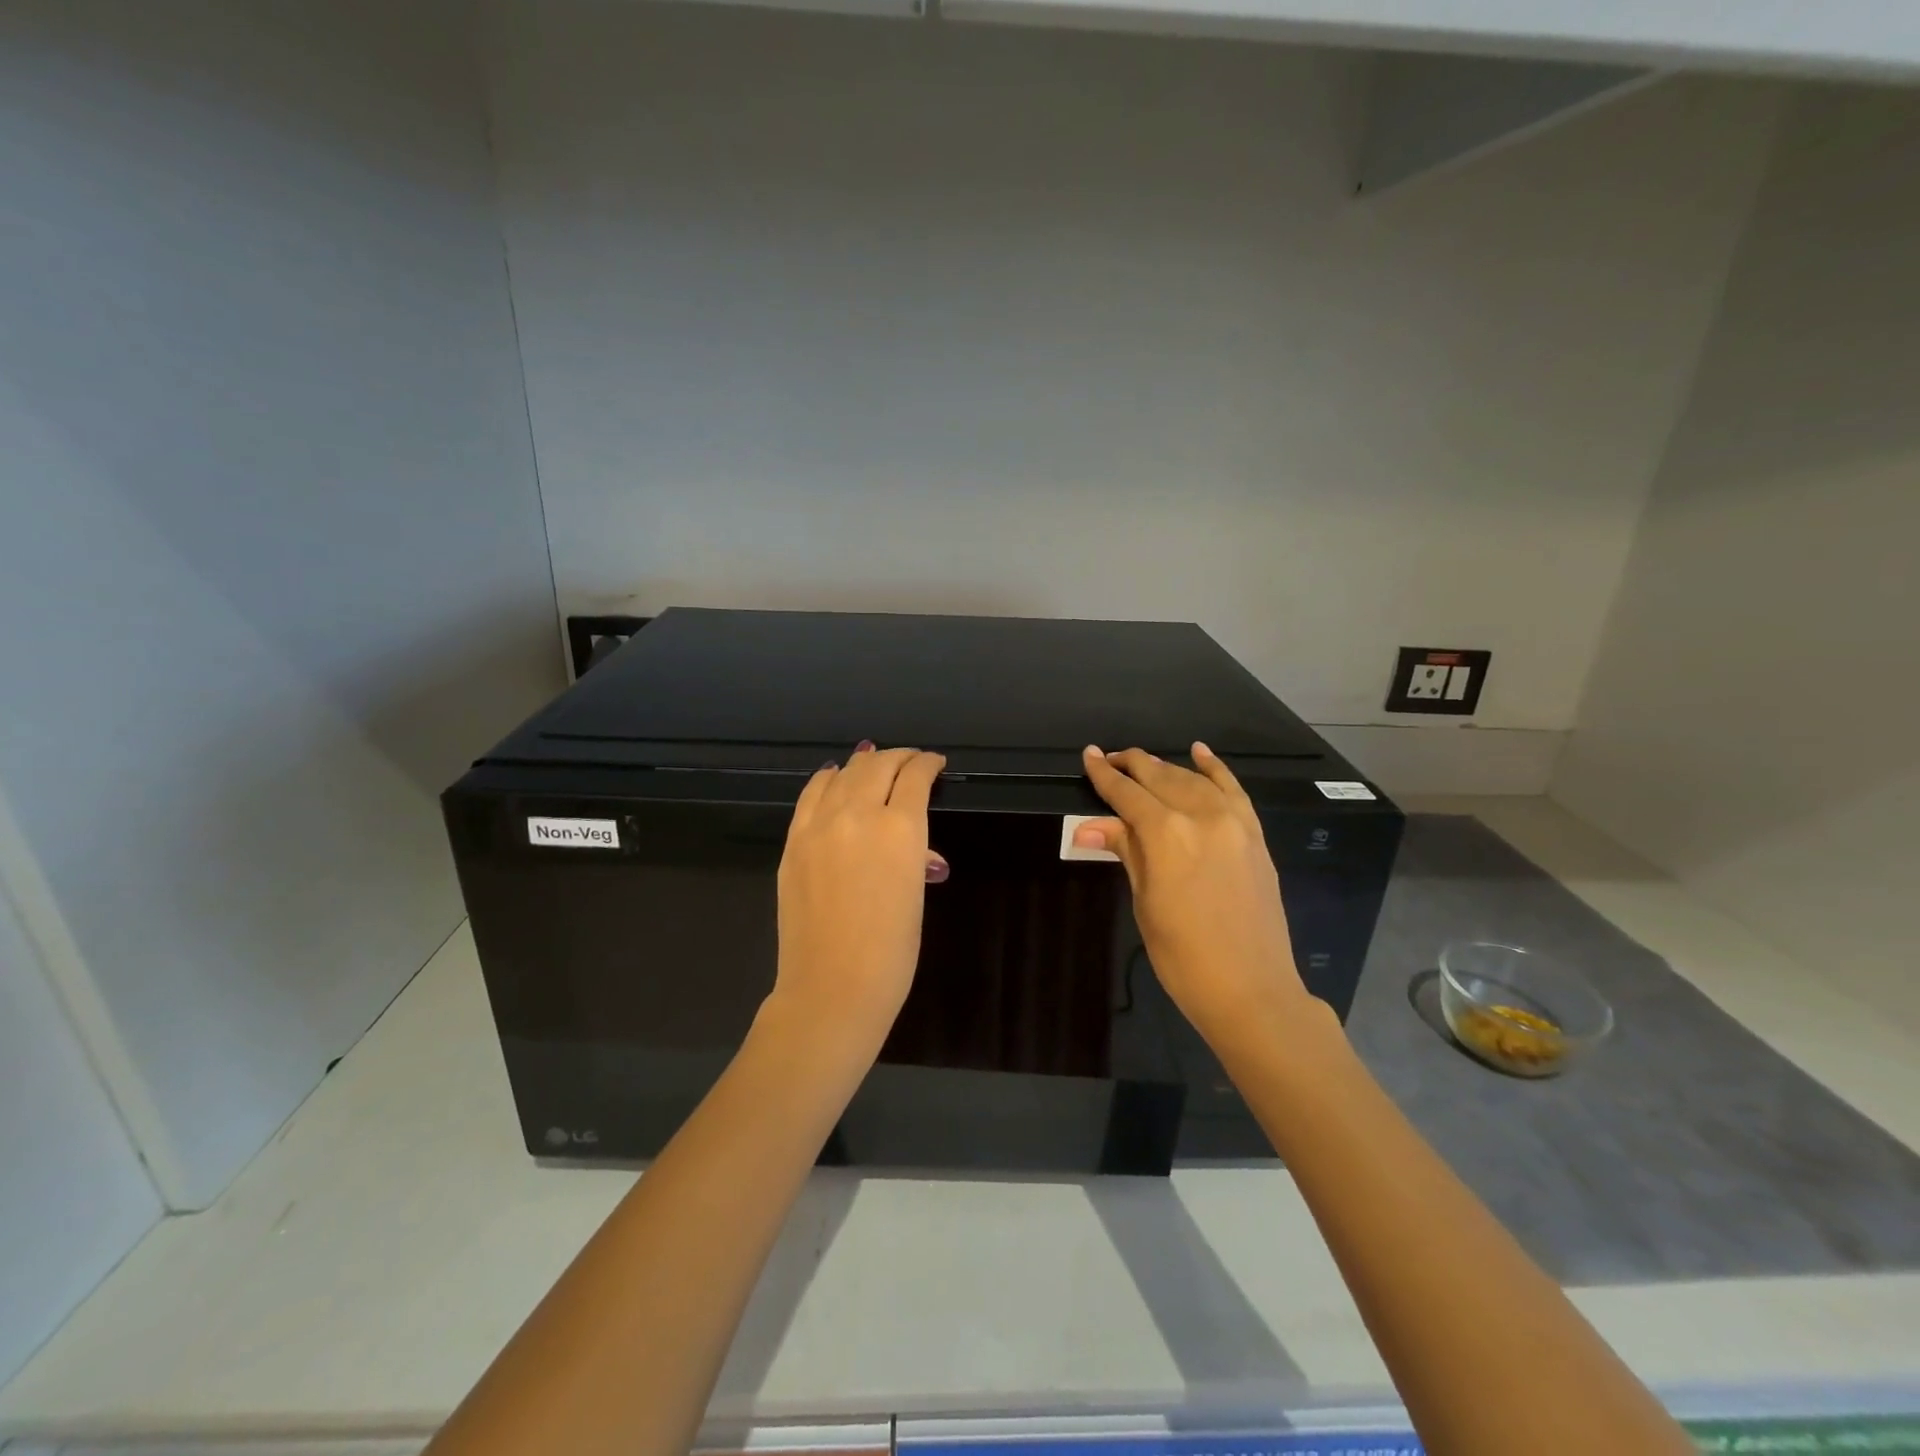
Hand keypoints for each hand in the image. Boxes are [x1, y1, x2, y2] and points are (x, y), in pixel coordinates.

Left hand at [770, 743, 946, 1048]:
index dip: (927, 764)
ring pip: (843, 774)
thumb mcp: (915, 895)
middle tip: (910, 761)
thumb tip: (913, 846)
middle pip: (878, 766)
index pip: (915, 778)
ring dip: (864, 764)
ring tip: (874, 762)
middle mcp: (859, 814)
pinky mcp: (794, 841)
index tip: (935, 763)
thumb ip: (912, 856)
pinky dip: (827, 779)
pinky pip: (811, 795)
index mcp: (900, 829)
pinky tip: (834, 776)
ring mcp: (820, 826)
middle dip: (899, 758)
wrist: (832, 987)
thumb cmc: (891, 951)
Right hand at [1075, 743, 1312, 1050]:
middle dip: (1131, 765)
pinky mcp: (1255, 835)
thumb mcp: (1145, 902)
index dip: (1104, 774)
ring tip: (1142, 762)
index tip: (1088, 755)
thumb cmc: (1183, 956)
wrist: (1251, 989)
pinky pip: (1233, 789)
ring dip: (1165, 767)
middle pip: (1160, 777)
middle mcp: (1201, 816)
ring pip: (1193, 779)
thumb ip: (1126, 852)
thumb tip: (1086, 826)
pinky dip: (1215, 768)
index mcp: (1166, 834)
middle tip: (1109, 758)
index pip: (1127, 794)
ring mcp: (1234, 823)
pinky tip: (1200, 753)